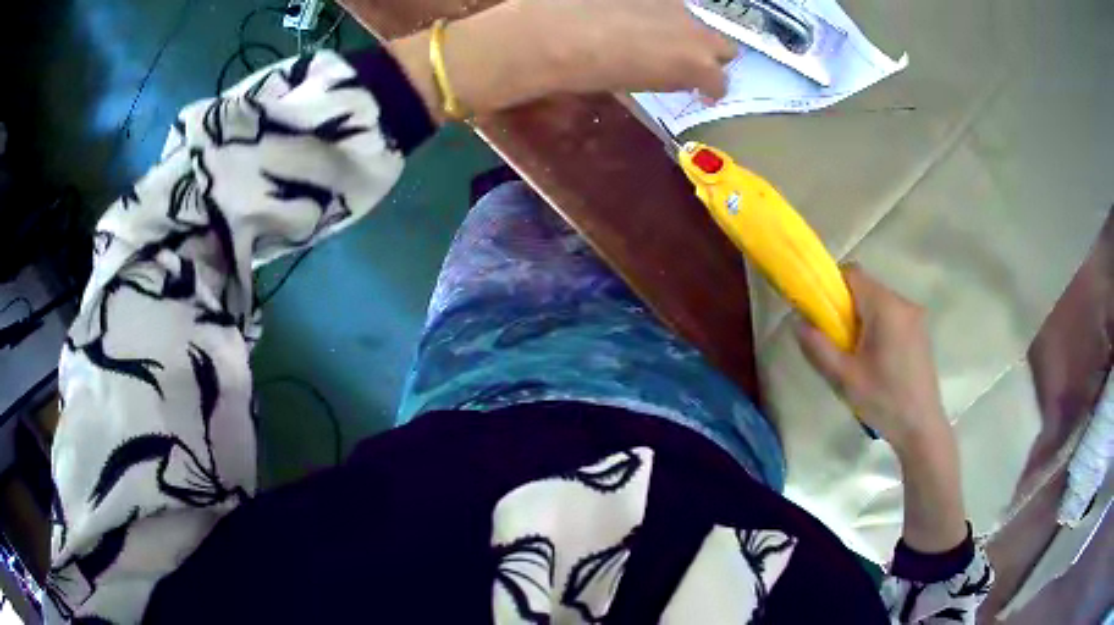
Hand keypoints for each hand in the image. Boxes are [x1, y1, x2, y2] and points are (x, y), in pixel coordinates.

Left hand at [388, 0, 736, 120]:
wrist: (539, 37)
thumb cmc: (580, 75)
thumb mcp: (631, 84)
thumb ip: (662, 73)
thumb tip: (667, 68)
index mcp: (691, 62)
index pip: (719, 78)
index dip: (710, 85)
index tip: (702, 89)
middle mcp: (690, 26)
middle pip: (720, 43)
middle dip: (708, 54)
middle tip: (682, 61)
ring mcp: (667, 1)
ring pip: (691, 16)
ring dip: (681, 28)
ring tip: (650, 35)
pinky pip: (660, 1)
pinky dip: (654, 9)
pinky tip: (627, 15)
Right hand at [794, 264, 948, 453]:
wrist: (921, 427)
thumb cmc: (883, 401)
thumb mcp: (844, 378)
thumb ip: (818, 347)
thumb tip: (798, 322)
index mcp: (885, 307)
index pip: (852, 274)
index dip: (831, 286)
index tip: (820, 313)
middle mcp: (903, 303)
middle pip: (865, 288)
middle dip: (846, 308)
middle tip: (837, 342)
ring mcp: (915, 317)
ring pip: (878, 303)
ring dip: (861, 319)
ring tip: (856, 357)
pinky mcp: (920, 332)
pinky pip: (891, 316)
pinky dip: (877, 327)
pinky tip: (876, 361)